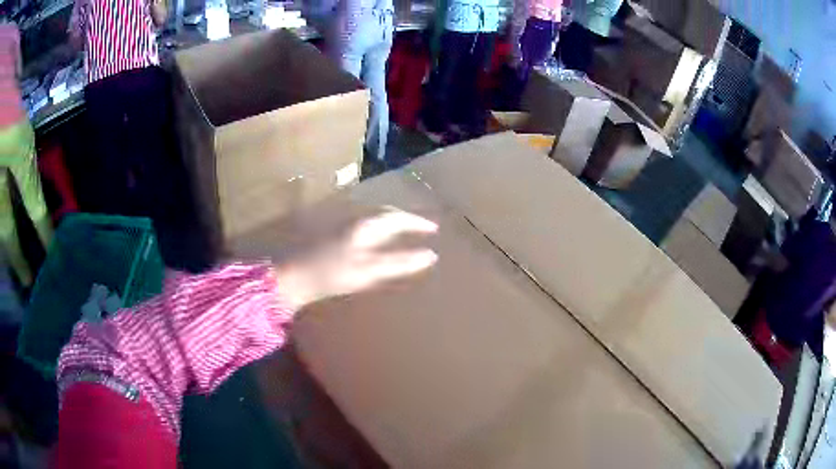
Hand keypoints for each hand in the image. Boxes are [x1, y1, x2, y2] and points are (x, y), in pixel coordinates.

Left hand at [274, 210, 438, 309]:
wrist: (294, 275)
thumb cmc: (332, 273)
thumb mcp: (370, 270)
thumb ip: (400, 262)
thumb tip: (430, 255)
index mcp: (367, 224)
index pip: (398, 217)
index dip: (417, 222)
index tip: (434, 229)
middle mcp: (355, 218)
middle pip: (385, 212)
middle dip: (404, 219)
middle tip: (420, 228)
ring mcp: (342, 223)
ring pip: (372, 216)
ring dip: (390, 221)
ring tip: (401, 230)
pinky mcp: (332, 232)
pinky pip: (363, 223)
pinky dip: (376, 227)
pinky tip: (374, 239)